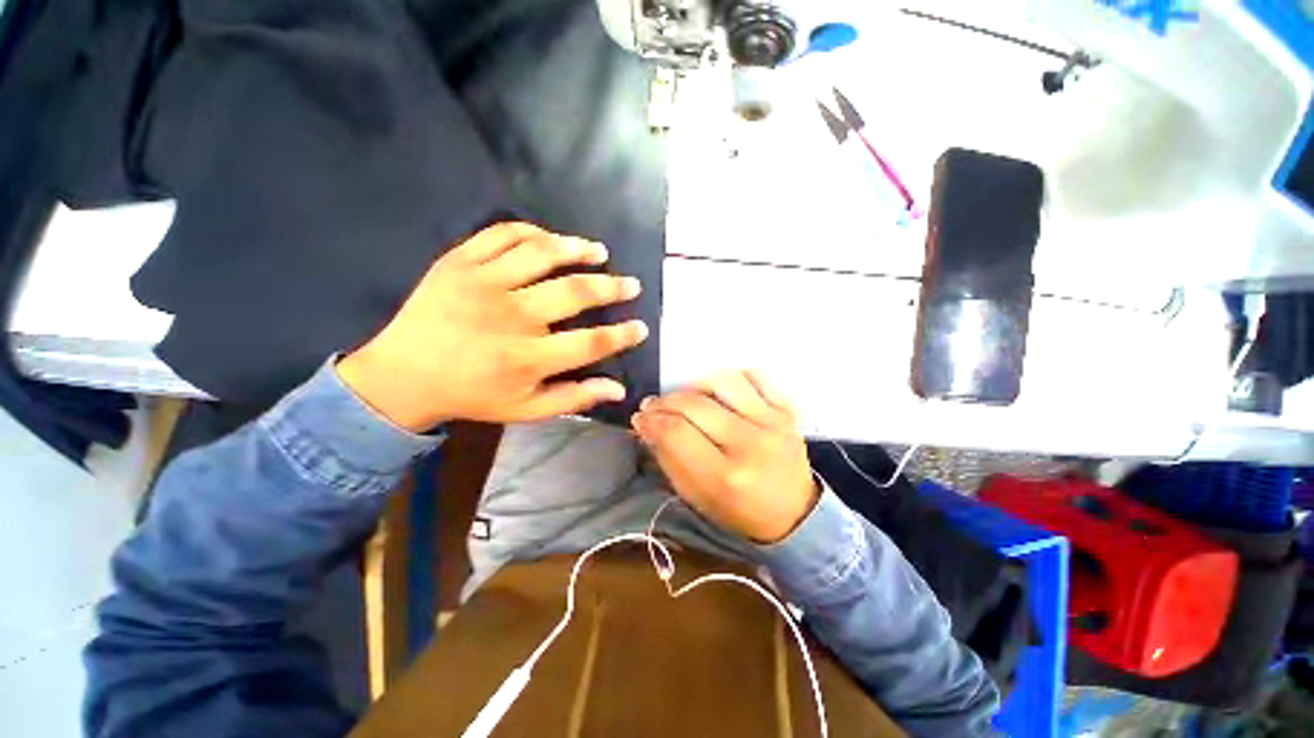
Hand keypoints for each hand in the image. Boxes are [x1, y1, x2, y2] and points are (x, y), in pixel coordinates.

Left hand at [337, 222, 646, 429]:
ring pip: (543, 253)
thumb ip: (574, 398)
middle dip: (612, 287)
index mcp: (528, 357)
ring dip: (578, 249)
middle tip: (630, 284)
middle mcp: (511, 317)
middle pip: (575, 292)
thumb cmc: (471, 395)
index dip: (622, 335)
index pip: (591, 342)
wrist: (402, 376)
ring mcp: (483, 283)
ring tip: (599, 251)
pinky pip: (503, 234)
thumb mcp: (525, 409)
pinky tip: (550, 239)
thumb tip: (618, 388)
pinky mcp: (459, 262)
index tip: (640, 327)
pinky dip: (532, 232)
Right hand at [632, 371, 817, 543]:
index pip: (675, 432)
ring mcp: (773, 423)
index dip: (651, 421)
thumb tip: (645, 424)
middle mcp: (751, 444)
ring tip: (686, 399)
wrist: (794, 514)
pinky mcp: (787, 411)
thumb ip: (668, 458)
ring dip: (694, 387)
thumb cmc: (739, 511)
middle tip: (653, 407)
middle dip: (664, 402)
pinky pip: (754, 377)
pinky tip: (718, 392)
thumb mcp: (696, 497)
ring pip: (722, 382)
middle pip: (694, 405)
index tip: (640, 419)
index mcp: (726, 477)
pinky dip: (730, 379)